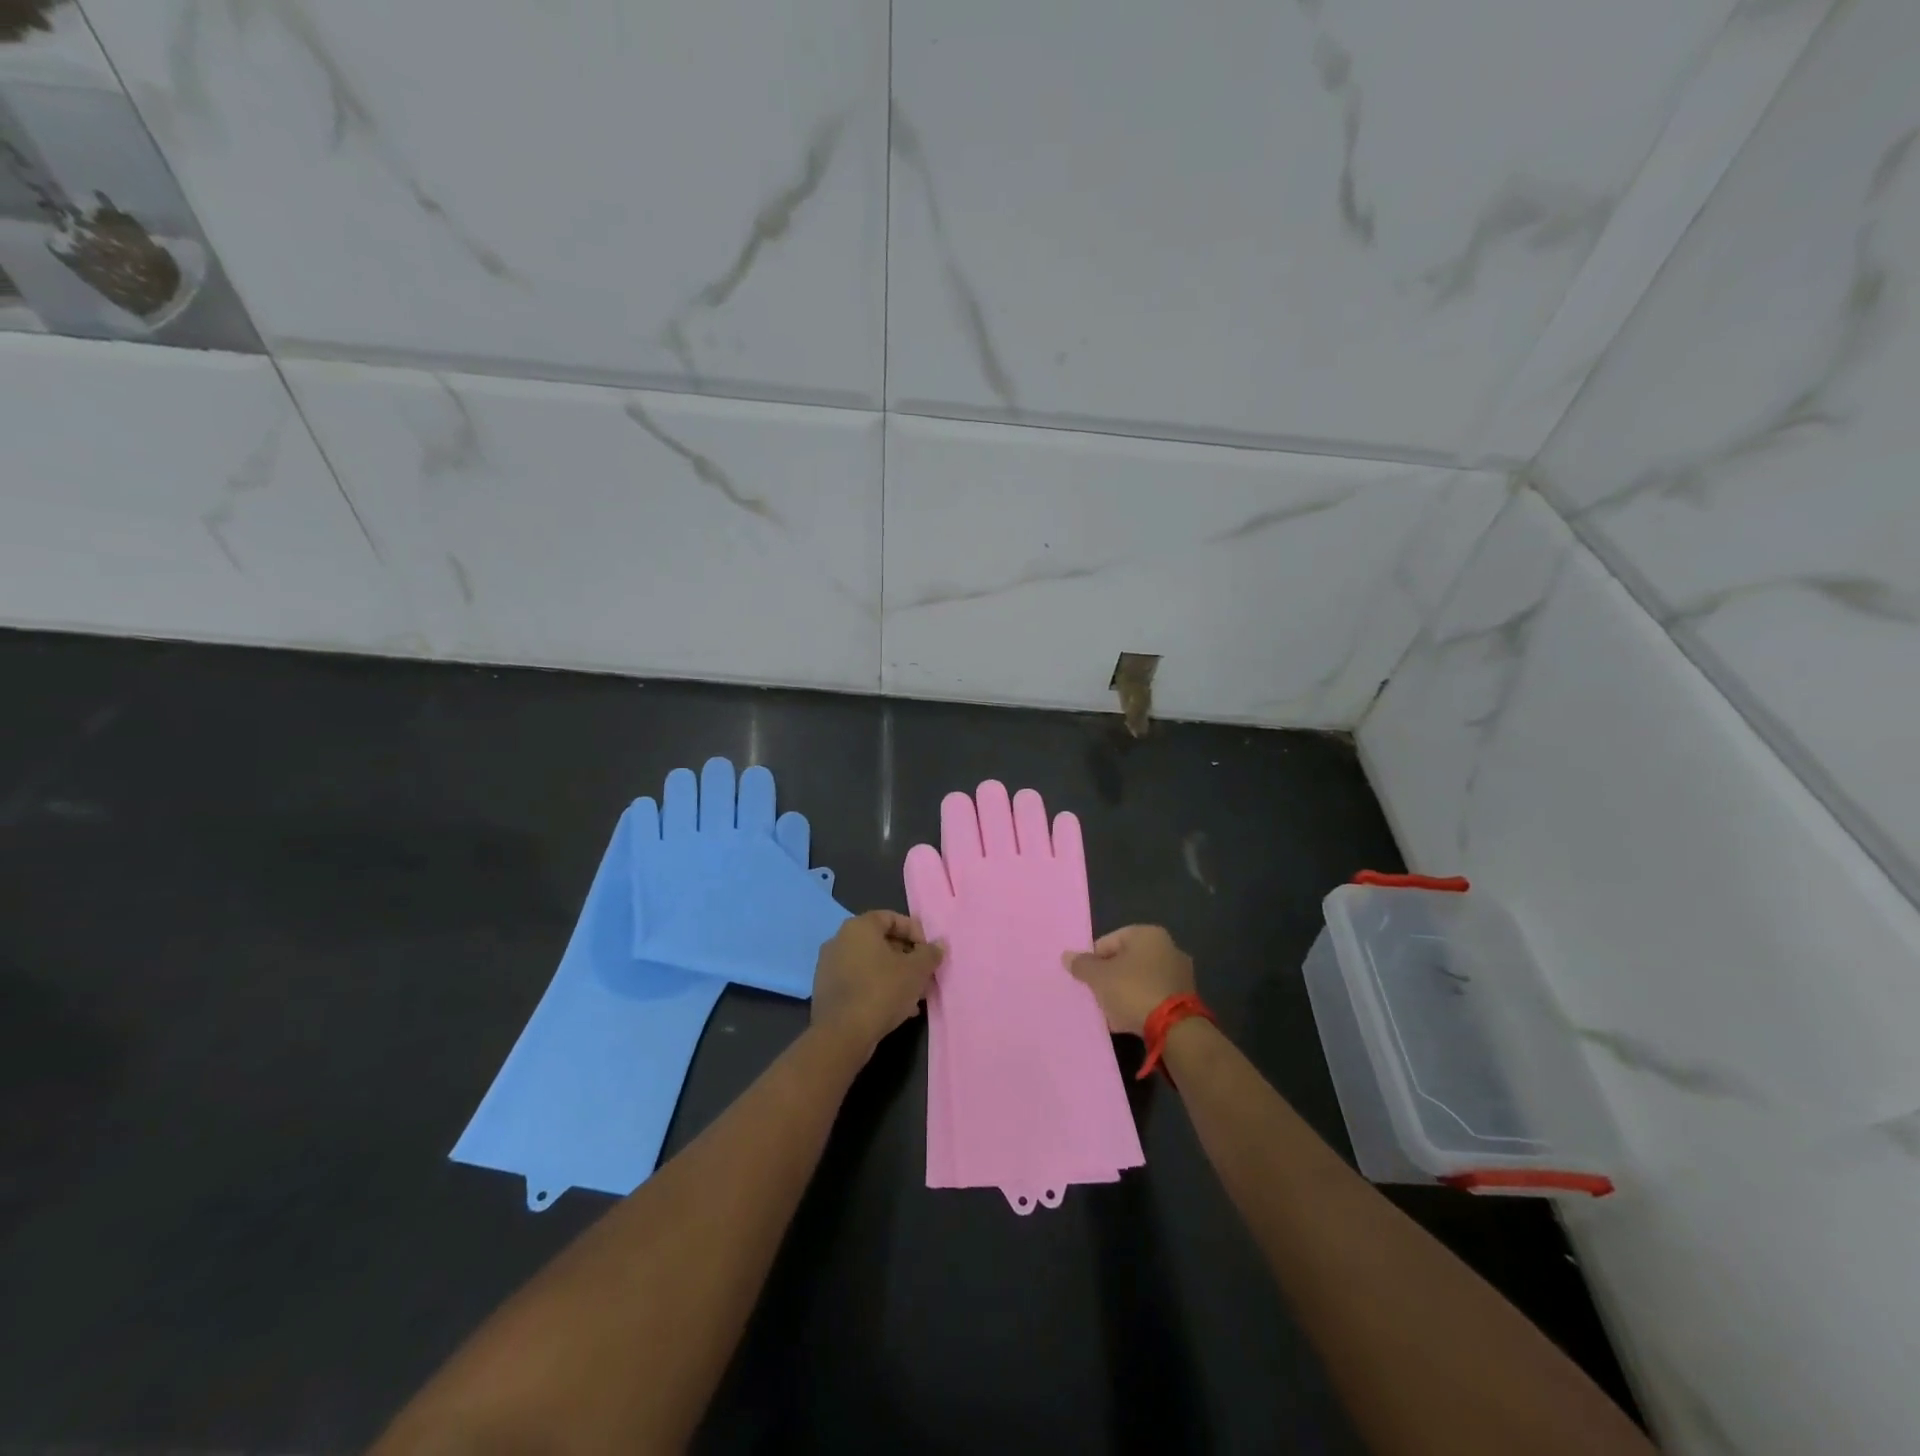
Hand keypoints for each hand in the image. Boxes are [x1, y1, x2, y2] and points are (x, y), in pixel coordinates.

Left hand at [811, 911, 943, 1055]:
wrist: (842, 1034)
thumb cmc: (882, 991)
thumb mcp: (916, 971)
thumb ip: (930, 953)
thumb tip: (939, 944)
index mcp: (859, 927)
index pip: (891, 918)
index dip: (914, 932)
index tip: (928, 952)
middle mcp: (839, 940)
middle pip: (880, 942)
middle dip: (906, 958)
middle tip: (924, 976)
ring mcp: (829, 966)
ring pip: (870, 964)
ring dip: (894, 975)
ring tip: (914, 997)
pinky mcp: (826, 990)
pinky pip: (858, 981)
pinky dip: (877, 988)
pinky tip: (895, 1009)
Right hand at [1066, 925, 1194, 1037]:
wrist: (1175, 1028)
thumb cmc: (1133, 990)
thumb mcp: (1099, 977)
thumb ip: (1082, 965)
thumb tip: (1067, 956)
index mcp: (1148, 933)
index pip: (1109, 941)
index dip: (1093, 960)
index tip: (1087, 980)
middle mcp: (1168, 946)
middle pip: (1125, 960)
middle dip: (1110, 978)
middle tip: (1098, 996)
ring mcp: (1180, 972)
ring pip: (1140, 979)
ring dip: (1124, 993)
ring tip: (1111, 1013)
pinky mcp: (1186, 997)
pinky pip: (1153, 995)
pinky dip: (1140, 1004)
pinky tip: (1129, 1020)